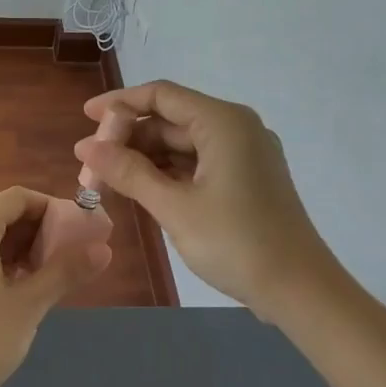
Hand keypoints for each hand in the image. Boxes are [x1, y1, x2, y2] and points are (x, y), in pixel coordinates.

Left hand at [0, 187, 112, 386]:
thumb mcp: (29, 304)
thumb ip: (66, 270)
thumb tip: (104, 250)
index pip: (18, 199)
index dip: (54, 210)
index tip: (81, 233)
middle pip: (0, 215)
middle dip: (37, 233)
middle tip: (69, 259)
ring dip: (18, 249)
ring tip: (47, 277)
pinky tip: (16, 288)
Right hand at [75, 81, 344, 318]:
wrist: (300, 290)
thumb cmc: (236, 242)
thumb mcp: (174, 207)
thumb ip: (128, 172)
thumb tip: (85, 146)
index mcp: (223, 122)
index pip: (161, 96)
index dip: (119, 103)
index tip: (85, 118)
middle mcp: (235, 128)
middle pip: (170, 119)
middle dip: (128, 138)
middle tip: (90, 164)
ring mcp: (243, 154)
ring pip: (181, 144)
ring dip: (144, 158)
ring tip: (106, 180)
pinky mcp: (245, 179)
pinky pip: (197, 163)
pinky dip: (166, 173)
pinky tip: (139, 189)